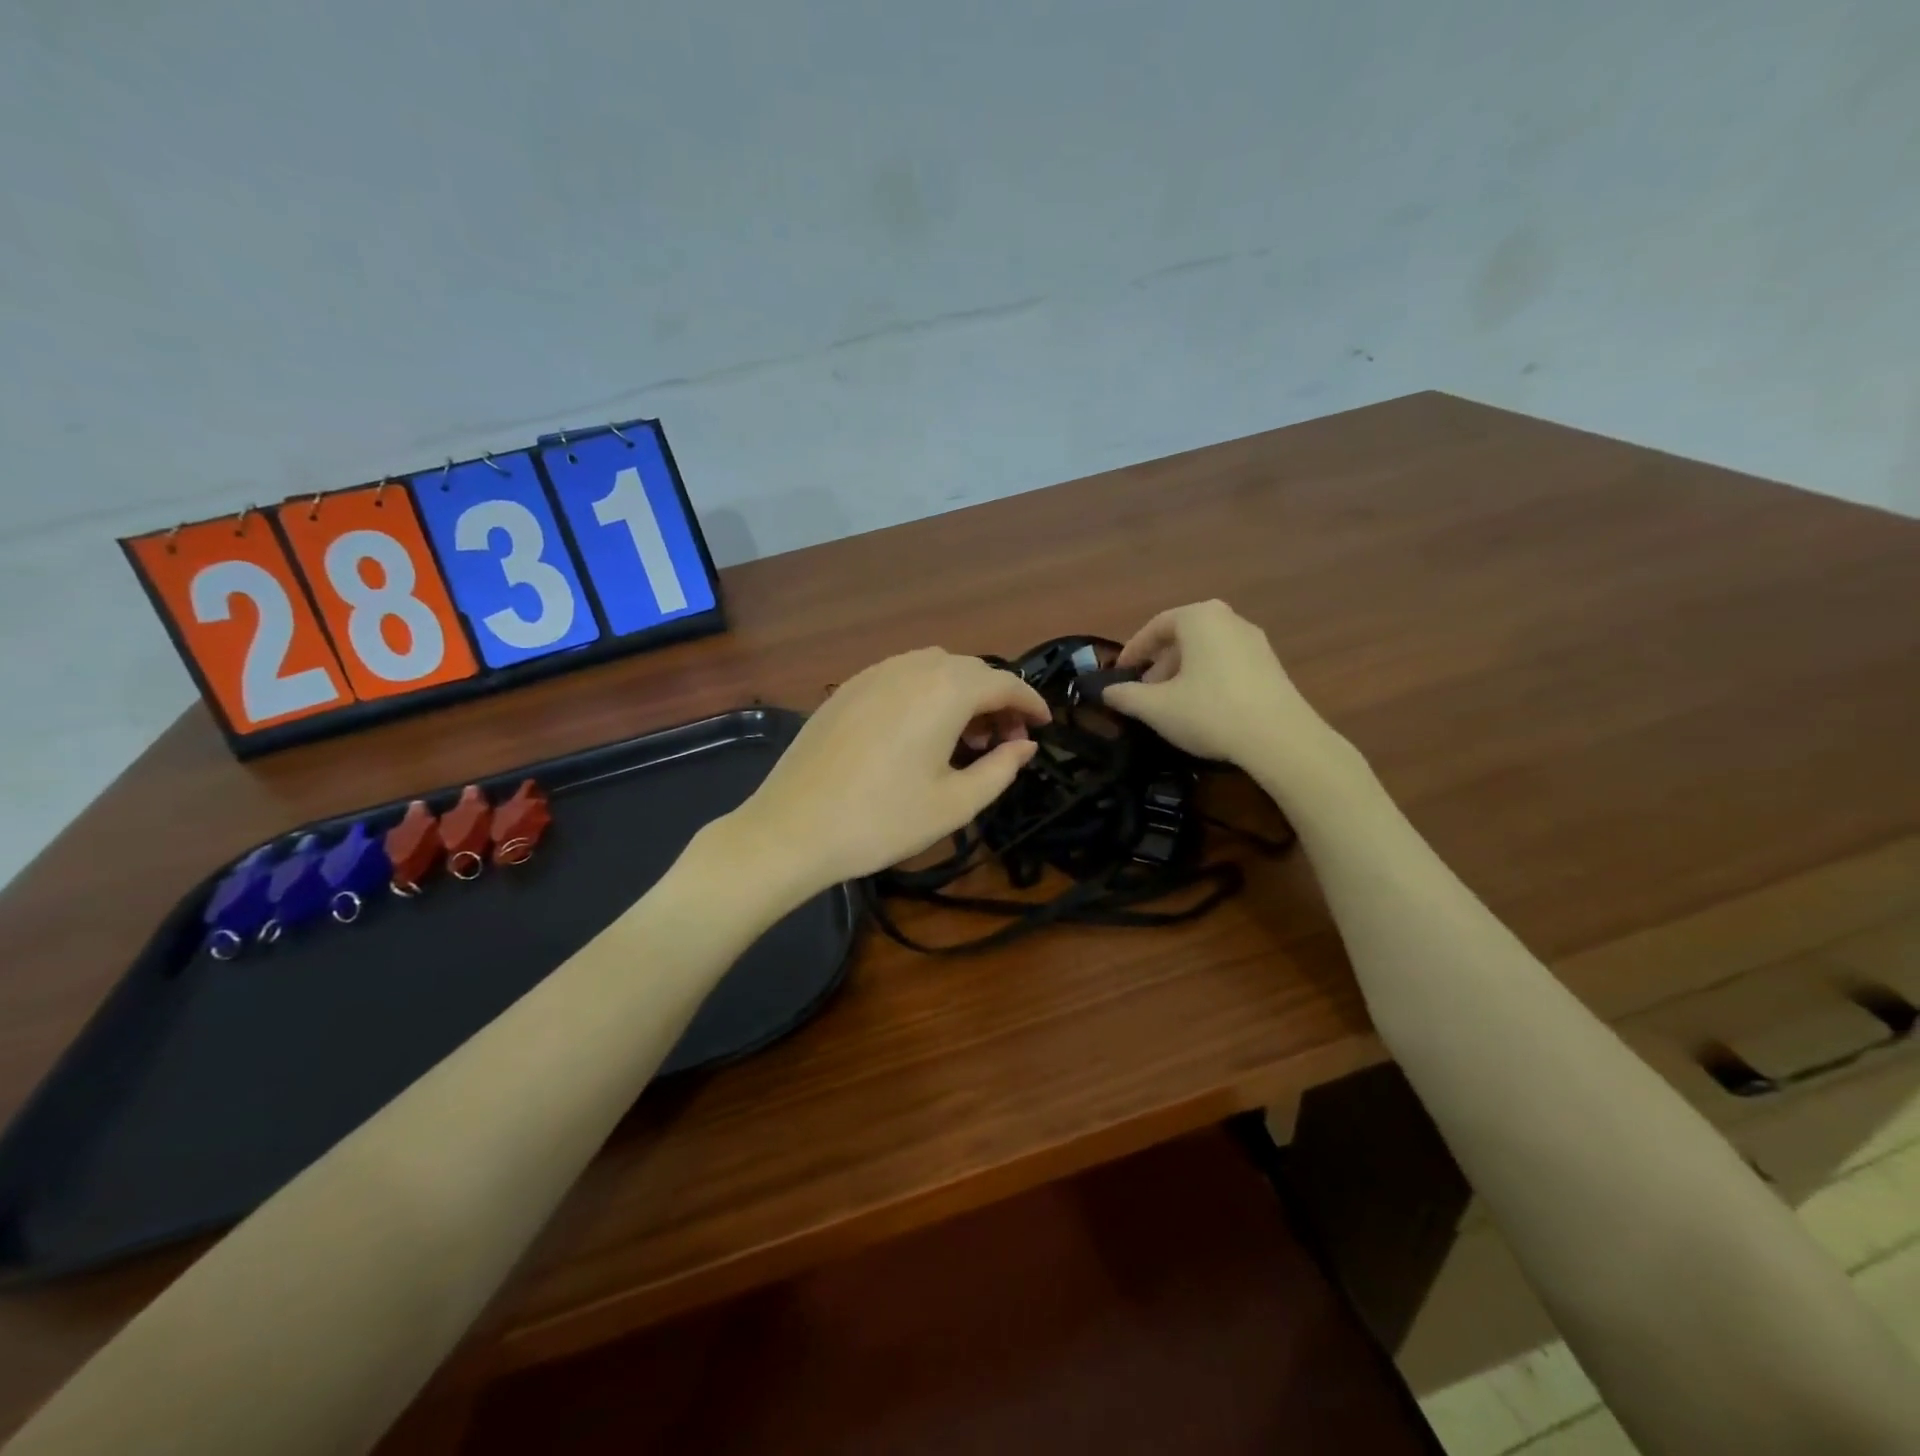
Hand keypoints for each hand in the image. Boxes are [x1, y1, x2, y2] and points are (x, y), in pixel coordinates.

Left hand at [725, 648, 1048, 898]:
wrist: (792, 828)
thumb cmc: (882, 820)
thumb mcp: (955, 804)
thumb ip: (1000, 769)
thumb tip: (1024, 746)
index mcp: (945, 690)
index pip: (1005, 682)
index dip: (1030, 703)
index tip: (1043, 726)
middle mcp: (912, 667)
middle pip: (971, 670)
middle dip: (996, 700)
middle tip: (1004, 742)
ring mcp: (874, 673)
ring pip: (935, 669)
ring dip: (961, 694)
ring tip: (964, 739)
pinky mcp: (847, 688)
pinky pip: (902, 676)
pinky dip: (925, 694)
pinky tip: (919, 732)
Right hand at [1102, 600, 1356, 789]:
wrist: (1279, 739)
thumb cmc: (1209, 712)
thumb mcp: (1156, 707)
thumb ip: (1126, 696)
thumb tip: (1106, 692)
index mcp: (1199, 618)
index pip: (1156, 627)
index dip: (1133, 651)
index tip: (1119, 674)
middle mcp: (1229, 619)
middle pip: (1183, 637)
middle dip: (1159, 665)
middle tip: (1144, 693)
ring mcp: (1255, 641)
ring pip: (1205, 651)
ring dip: (1182, 674)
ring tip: (1170, 705)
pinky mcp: (1271, 665)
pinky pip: (1227, 663)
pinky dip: (1207, 679)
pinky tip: (1202, 709)